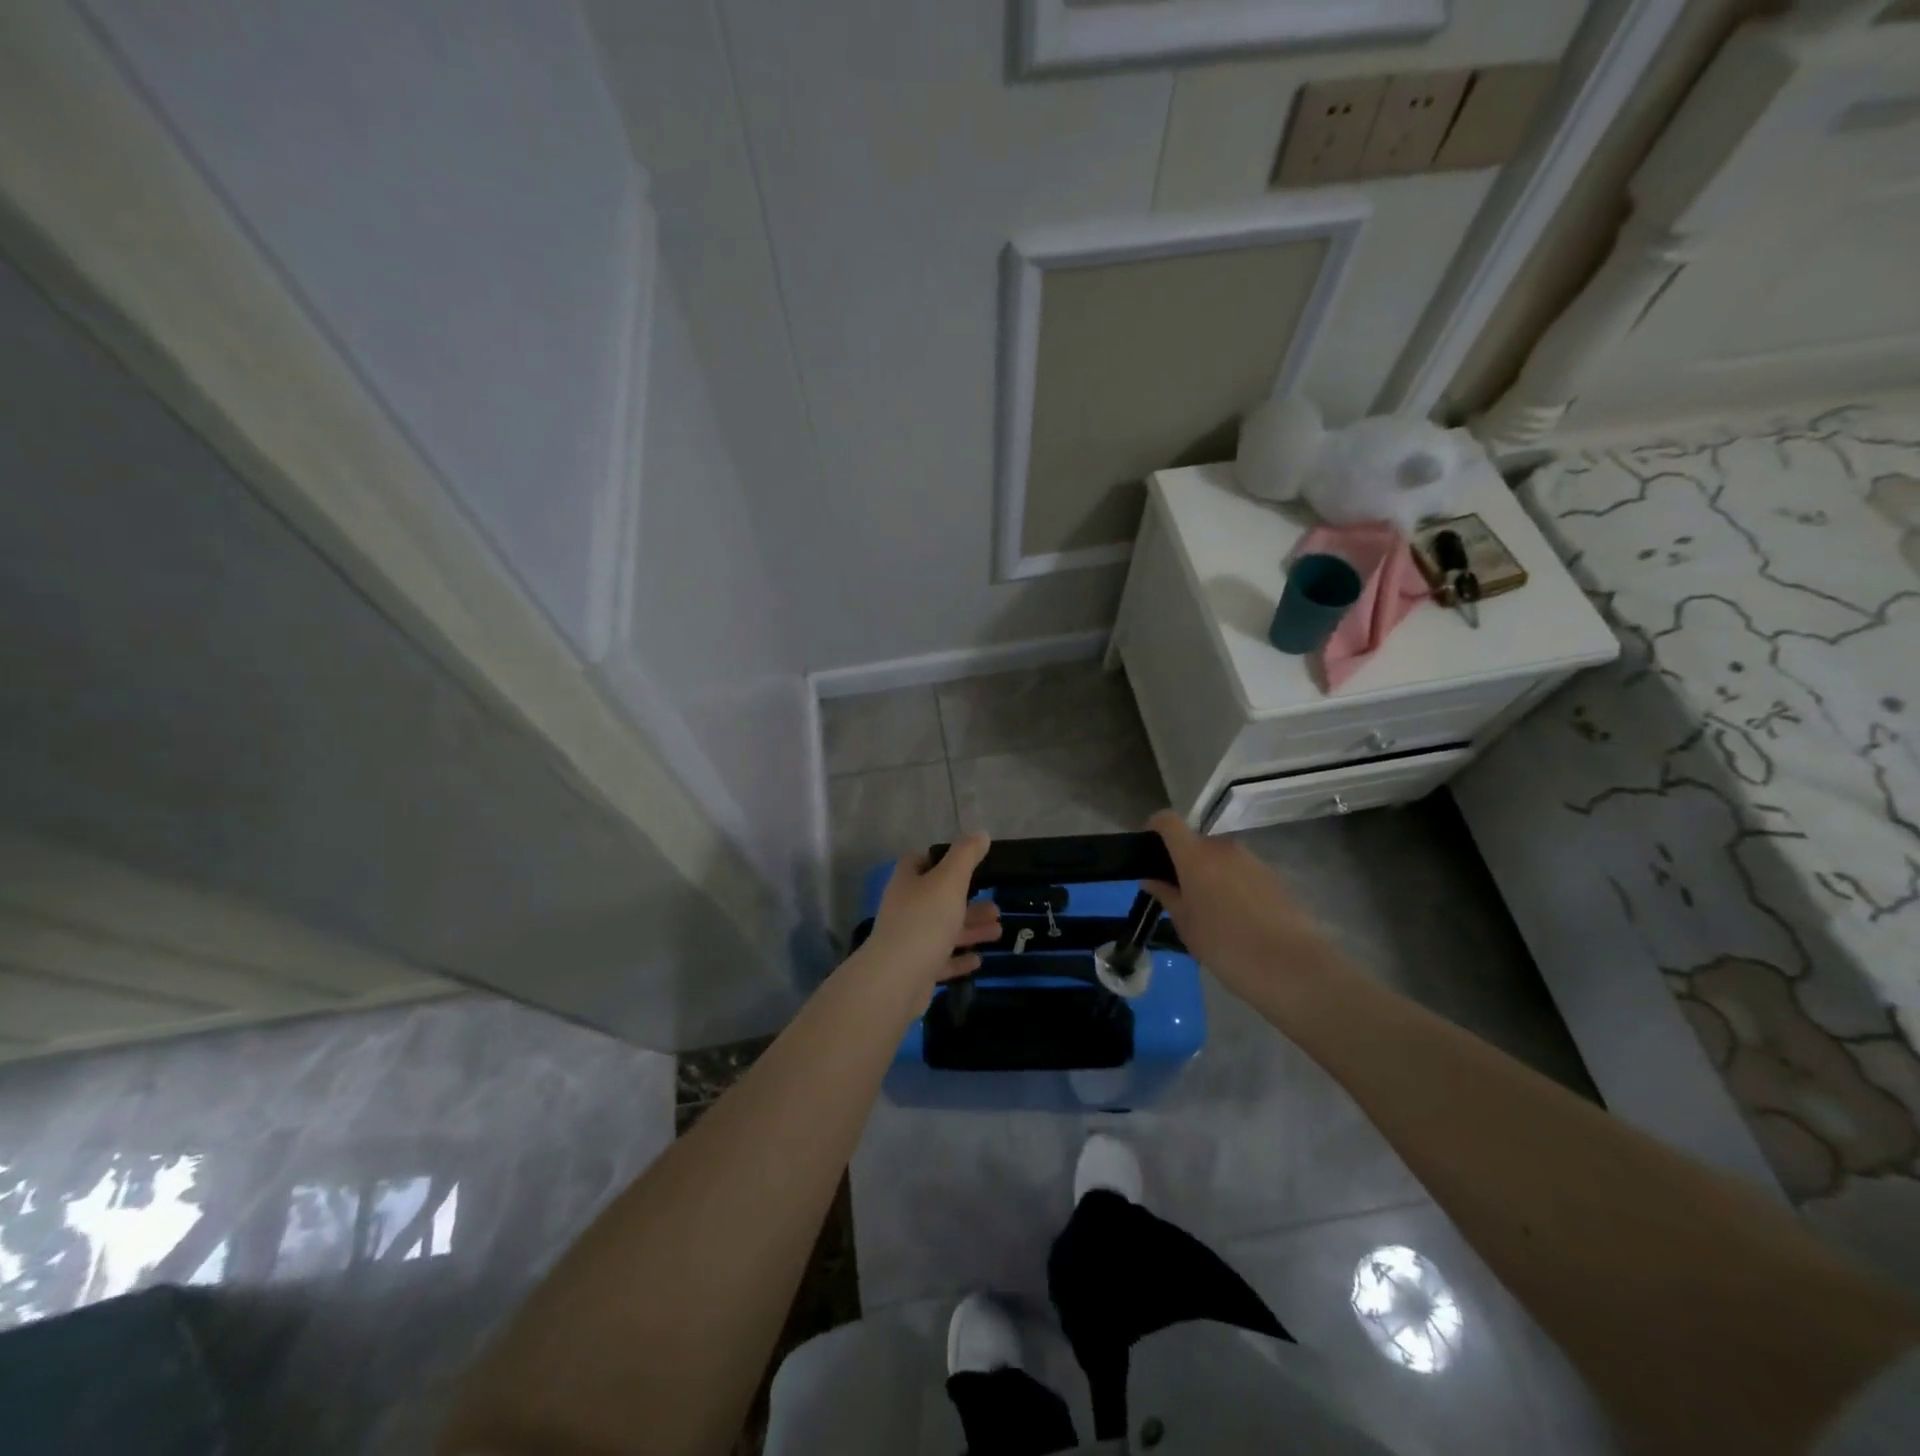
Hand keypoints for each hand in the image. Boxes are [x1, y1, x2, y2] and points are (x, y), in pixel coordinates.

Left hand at [863, 833, 1001, 995]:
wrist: (897, 979)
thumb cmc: (925, 920)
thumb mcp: (950, 880)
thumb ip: (966, 855)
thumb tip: (980, 834)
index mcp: (908, 882)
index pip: (919, 862)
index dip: (940, 859)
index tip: (968, 864)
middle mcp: (905, 908)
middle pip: (938, 898)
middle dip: (967, 901)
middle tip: (996, 906)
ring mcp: (909, 940)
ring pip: (943, 929)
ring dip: (970, 929)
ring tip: (998, 930)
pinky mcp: (916, 969)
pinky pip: (941, 960)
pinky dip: (960, 958)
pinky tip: (979, 959)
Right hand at [1143, 811, 1339, 1001]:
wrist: (1289, 966)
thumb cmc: (1224, 945)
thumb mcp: (1185, 924)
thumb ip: (1166, 896)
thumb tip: (1151, 879)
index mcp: (1195, 855)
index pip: (1168, 821)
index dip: (1155, 828)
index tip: (1148, 851)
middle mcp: (1223, 848)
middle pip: (1195, 842)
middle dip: (1184, 861)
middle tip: (1179, 893)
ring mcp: (1251, 859)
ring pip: (1220, 858)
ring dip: (1210, 874)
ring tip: (1210, 910)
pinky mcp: (1272, 875)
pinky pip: (1241, 871)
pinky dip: (1232, 884)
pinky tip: (1236, 917)